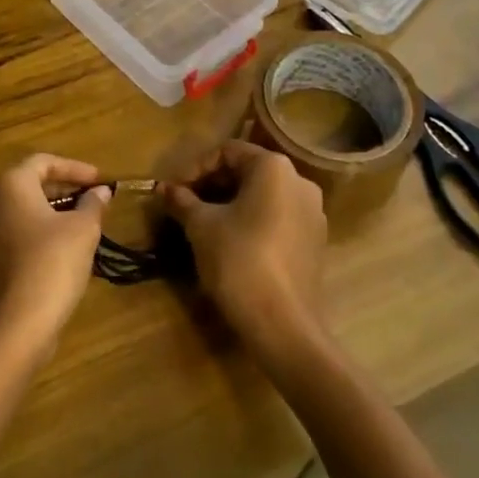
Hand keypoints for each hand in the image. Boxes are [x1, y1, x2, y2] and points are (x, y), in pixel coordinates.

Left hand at [0, 154, 110, 355]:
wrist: (18, 324)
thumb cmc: (54, 262)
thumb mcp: (84, 228)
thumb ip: (93, 203)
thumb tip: (101, 191)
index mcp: (10, 185)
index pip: (44, 162)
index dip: (74, 168)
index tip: (98, 180)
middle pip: (27, 185)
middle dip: (61, 190)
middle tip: (88, 200)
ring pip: (16, 213)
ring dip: (46, 214)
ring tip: (75, 225)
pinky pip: (7, 237)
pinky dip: (31, 236)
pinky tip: (54, 252)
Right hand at [164, 141, 327, 365]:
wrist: (283, 325)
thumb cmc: (239, 261)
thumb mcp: (201, 227)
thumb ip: (182, 201)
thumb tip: (163, 188)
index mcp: (274, 168)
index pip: (228, 152)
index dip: (195, 168)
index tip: (174, 191)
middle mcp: (299, 182)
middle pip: (248, 171)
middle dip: (212, 186)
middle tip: (184, 206)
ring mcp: (312, 213)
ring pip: (263, 196)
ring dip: (230, 204)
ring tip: (202, 224)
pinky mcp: (314, 242)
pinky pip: (277, 218)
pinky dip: (252, 222)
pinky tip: (230, 243)